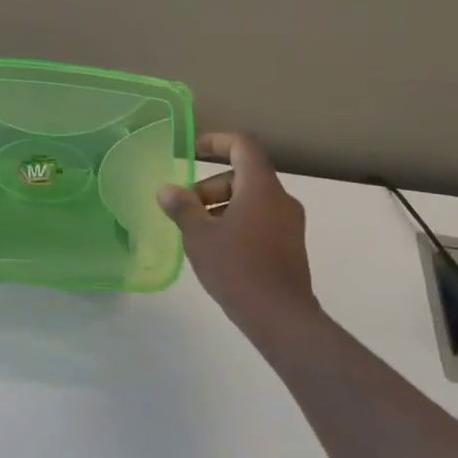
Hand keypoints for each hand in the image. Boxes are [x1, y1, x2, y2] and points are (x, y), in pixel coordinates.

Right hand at [158, 132, 320, 347]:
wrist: (280, 316)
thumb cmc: (237, 267)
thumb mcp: (199, 236)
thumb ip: (182, 208)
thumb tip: (167, 190)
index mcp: (261, 187)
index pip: (242, 146)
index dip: (217, 141)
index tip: (193, 150)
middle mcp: (281, 199)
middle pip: (243, 175)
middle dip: (210, 186)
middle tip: (185, 210)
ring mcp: (289, 224)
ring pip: (251, 200)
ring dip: (221, 206)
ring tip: (197, 233)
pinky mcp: (290, 246)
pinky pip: (260, 219)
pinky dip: (237, 222)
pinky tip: (218, 249)